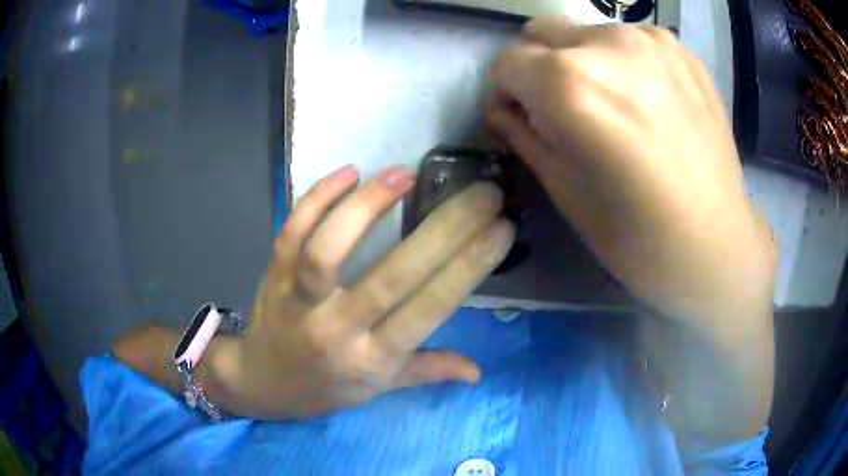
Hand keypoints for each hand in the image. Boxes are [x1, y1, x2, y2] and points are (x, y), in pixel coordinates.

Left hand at [210, 166, 513, 418]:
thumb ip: (426, 370)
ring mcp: (298, 300)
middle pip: (392, 276)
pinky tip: (348, 171)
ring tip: (405, 173)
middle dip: (445, 229)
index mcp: (372, 359)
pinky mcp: (272, 275)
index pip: (429, 309)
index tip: (500, 228)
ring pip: (328, 250)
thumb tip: (476, 371)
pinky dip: (315, 199)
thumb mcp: (378, 388)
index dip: (469, 267)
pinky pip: (290, 233)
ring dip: (367, 207)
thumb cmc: (324, 388)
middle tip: (481, 192)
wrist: (261, 383)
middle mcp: (336, 330)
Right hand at [488, 18, 776, 323]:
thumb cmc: (637, 237)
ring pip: (588, 34)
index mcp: (569, 83)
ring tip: (613, 107)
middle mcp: (608, 43)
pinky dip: (624, 63)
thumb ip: (523, 137)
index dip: (505, 90)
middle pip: (543, 32)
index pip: (507, 61)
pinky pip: (631, 41)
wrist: (716, 245)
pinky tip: (646, 102)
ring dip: (584, 62)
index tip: (520, 117)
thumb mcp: (564, 191)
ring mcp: (651, 41)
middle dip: (538, 67)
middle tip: (561, 108)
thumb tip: (502, 112)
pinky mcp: (682, 51)